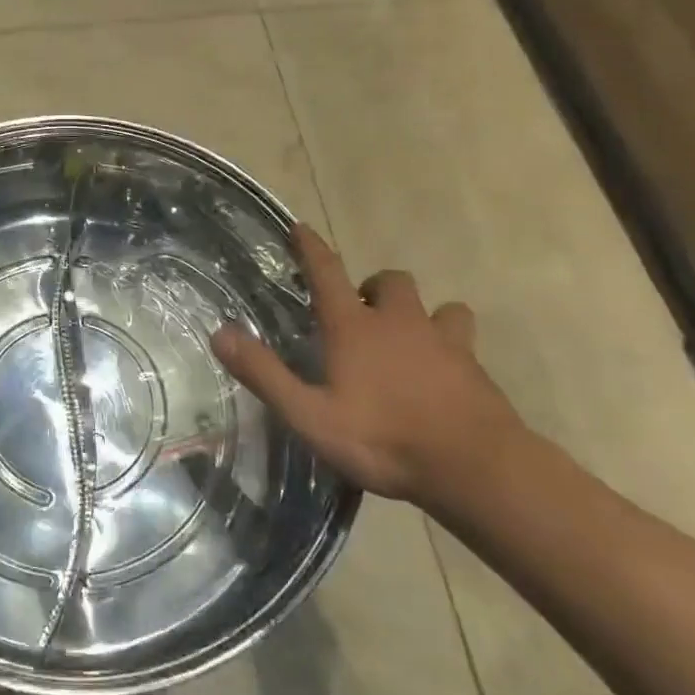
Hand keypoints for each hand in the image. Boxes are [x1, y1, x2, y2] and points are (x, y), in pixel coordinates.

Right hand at [210, 224, 522, 505]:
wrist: (475, 468)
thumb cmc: (383, 439)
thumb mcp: (309, 414)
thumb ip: (264, 374)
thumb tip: (220, 333)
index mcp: (355, 328)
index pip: (327, 273)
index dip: (311, 248)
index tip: (301, 227)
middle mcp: (399, 323)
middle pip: (389, 281)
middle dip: (371, 286)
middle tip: (359, 312)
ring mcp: (444, 342)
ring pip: (437, 305)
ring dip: (418, 312)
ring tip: (406, 336)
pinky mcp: (475, 367)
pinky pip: (463, 338)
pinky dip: (450, 343)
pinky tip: (443, 369)